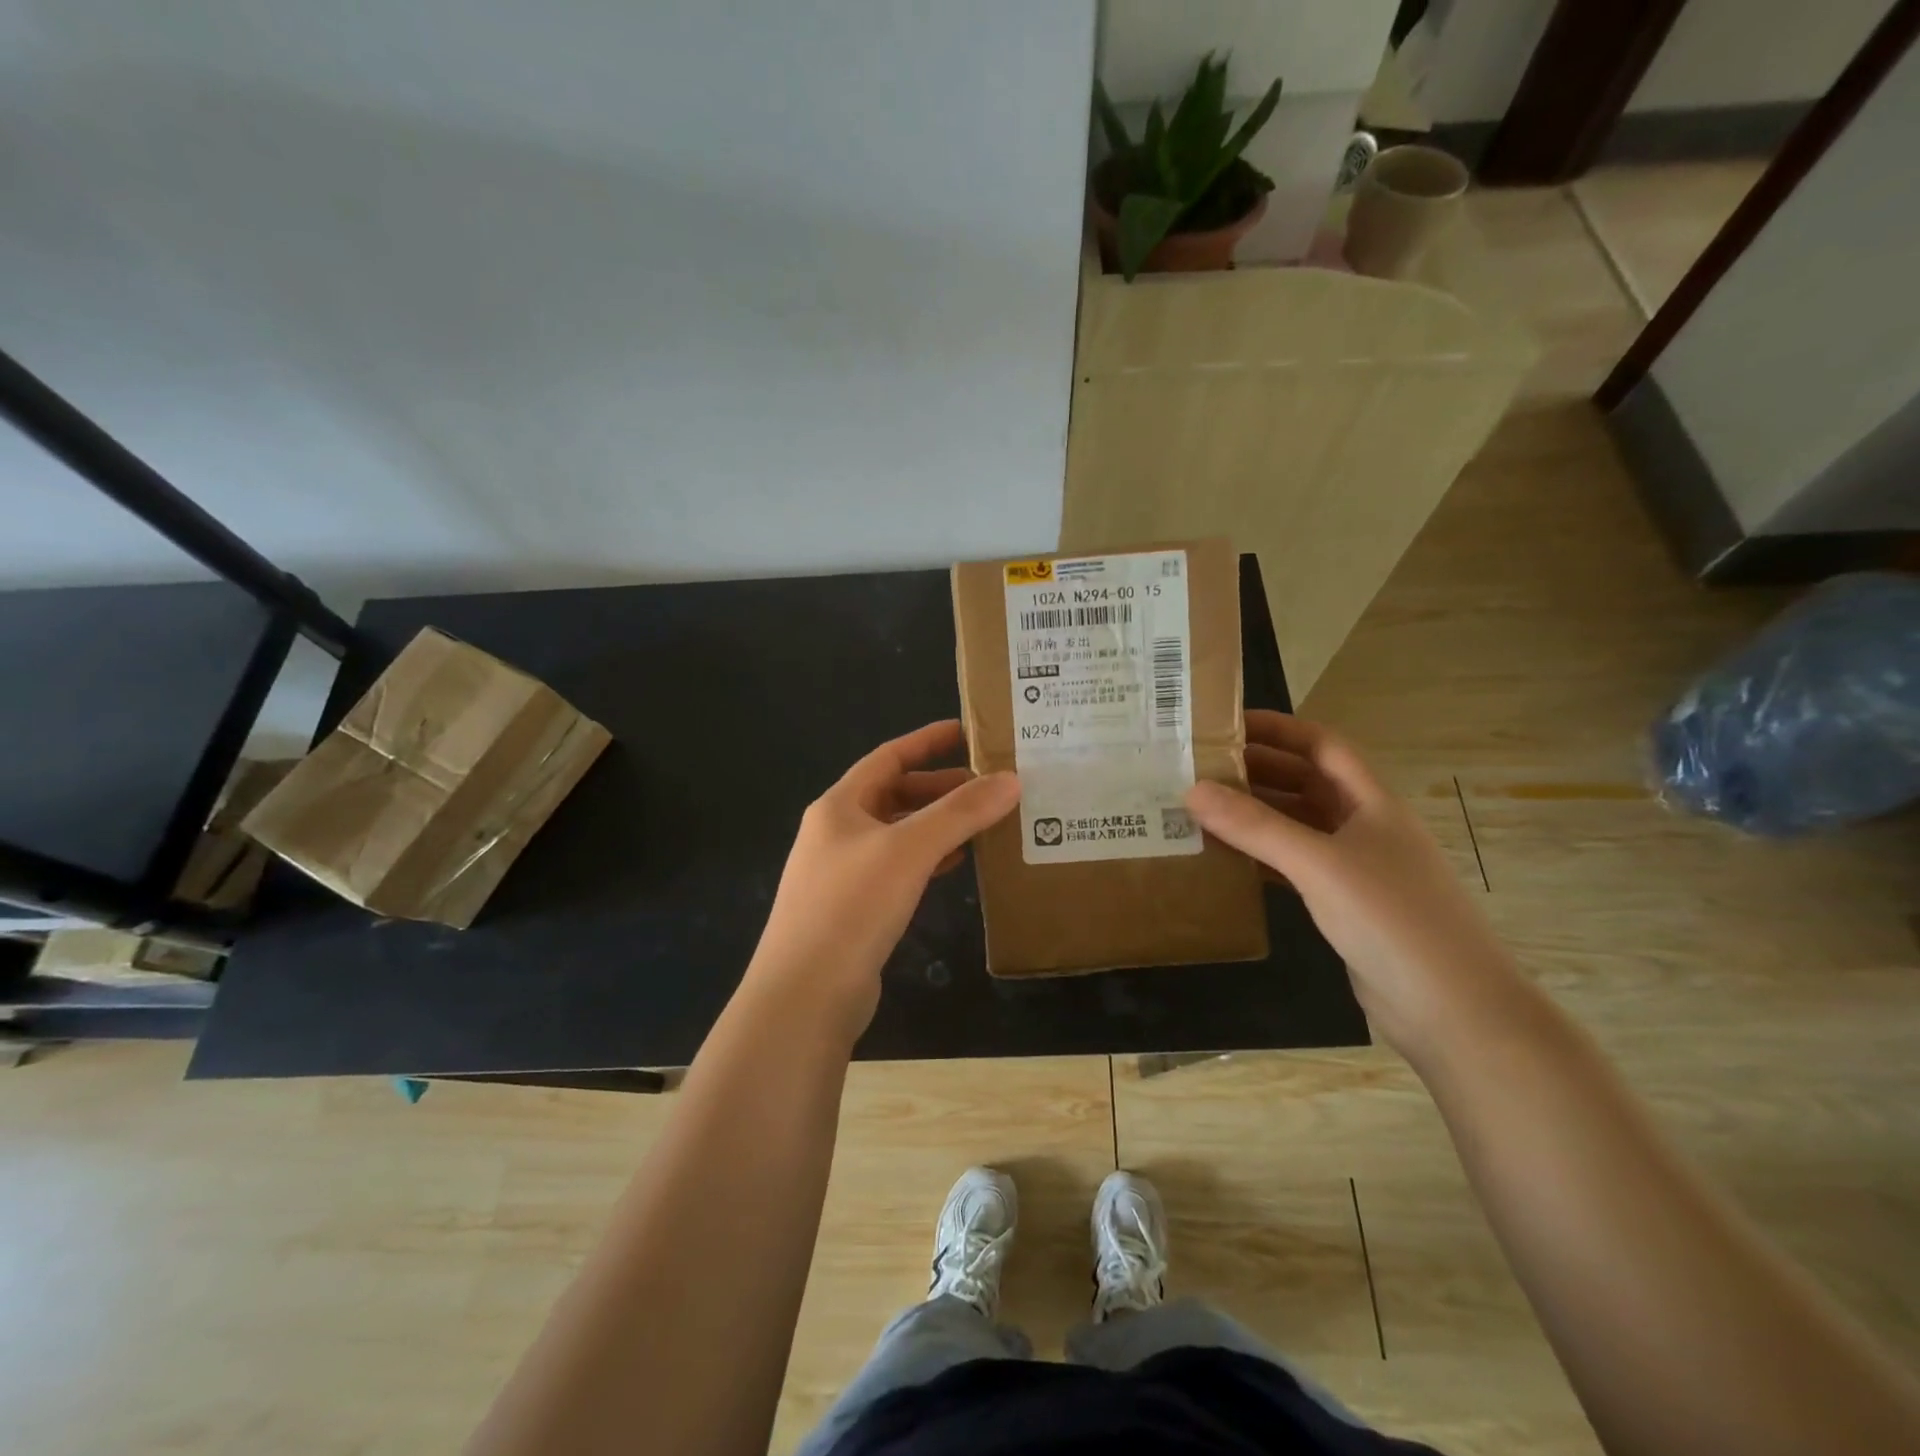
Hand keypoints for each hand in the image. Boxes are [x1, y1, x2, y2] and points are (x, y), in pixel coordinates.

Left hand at [747, 720, 1019, 1038]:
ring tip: (984, 821)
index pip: (888, 757)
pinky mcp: (855, 909)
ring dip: (938, 825)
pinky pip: (899, 868)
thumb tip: (1011, 780)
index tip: (966, 732)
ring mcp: (843, 872)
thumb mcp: (909, 849)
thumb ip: (960, 813)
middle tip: (989, 786)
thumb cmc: (852, 906)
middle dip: (940, 788)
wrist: (805, 995)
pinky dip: (929, 859)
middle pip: (894, 795)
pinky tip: (957, 863)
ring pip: (899, 834)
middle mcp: (837, 833)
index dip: (927, 741)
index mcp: (839, 806)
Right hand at [1185, 711, 1520, 1060]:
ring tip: (1201, 810)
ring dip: (1255, 816)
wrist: (1452, 1009)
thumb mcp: (1319, 864)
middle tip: (1199, 769)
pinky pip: (1294, 866)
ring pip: (1297, 826)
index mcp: (1371, 802)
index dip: (1277, 729)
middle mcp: (1365, 826)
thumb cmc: (1392, 919)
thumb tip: (1192, 790)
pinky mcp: (1346, 905)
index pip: (1321, 746)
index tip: (1226, 725)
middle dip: (1256, 771)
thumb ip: (1255, 826)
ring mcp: (1357, 868)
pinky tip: (1227, 859)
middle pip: (1305, 783)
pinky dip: (1262, 857)